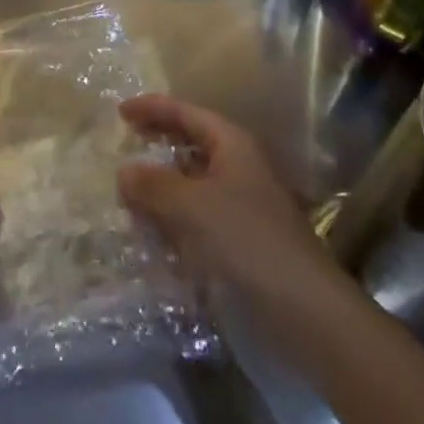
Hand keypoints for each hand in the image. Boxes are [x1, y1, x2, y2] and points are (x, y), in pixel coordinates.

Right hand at [117, 96, 356, 324]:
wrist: (305, 316)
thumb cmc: (247, 242)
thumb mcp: (191, 205)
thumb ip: (152, 184)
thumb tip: (123, 171)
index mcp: (232, 147)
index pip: (186, 114)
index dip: (153, 108)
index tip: (119, 110)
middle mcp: (236, 171)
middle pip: (188, 147)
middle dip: (154, 147)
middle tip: (119, 148)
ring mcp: (237, 210)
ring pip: (188, 188)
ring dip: (158, 190)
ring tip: (122, 195)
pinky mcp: (235, 246)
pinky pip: (192, 223)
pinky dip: (168, 224)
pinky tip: (144, 235)